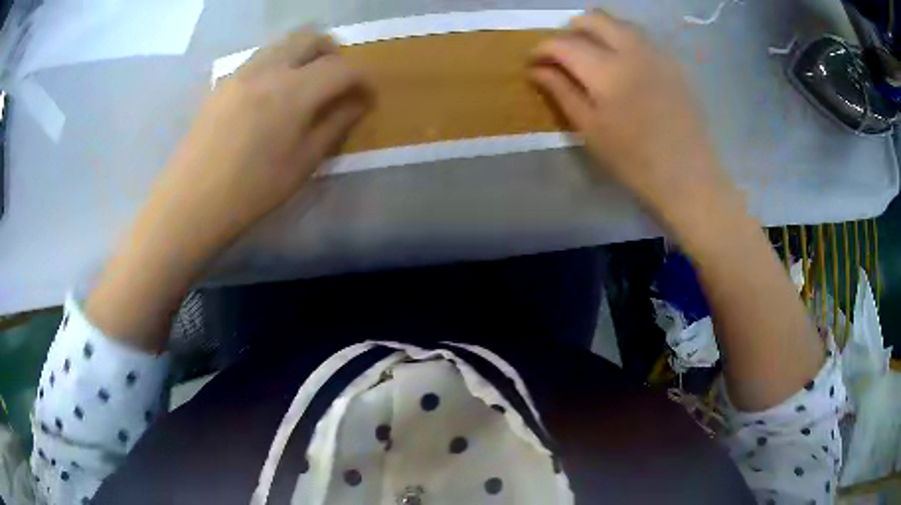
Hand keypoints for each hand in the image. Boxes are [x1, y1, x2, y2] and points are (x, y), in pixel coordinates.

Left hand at [150, 29, 372, 255]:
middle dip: (333, 54)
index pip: (342, 68)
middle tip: (337, 82)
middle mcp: (268, 68)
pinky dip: (279, 65)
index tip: (367, 97)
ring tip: (306, 88)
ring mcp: (241, 72)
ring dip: (304, 55)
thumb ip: (335, 125)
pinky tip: (272, 97)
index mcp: (293, 91)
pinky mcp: (223, 82)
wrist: (190, 203)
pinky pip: (260, 59)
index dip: (363, 79)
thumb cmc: (251, 191)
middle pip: (311, 38)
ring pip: (284, 43)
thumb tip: (358, 103)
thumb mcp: (302, 163)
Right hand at [530, 11, 732, 228]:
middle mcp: (632, 50)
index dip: (542, 48)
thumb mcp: (591, 130)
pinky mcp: (672, 63)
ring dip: (598, 31)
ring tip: (590, 55)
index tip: (533, 62)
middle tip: (562, 53)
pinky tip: (621, 63)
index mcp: (606, 71)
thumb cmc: (635, 162)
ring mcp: (656, 53)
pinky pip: (641, 37)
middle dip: (570, 30)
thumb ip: (562, 92)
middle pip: (593, 18)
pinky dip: (622, 39)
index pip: (563, 43)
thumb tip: (536, 70)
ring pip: (619, 23)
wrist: (689, 176)